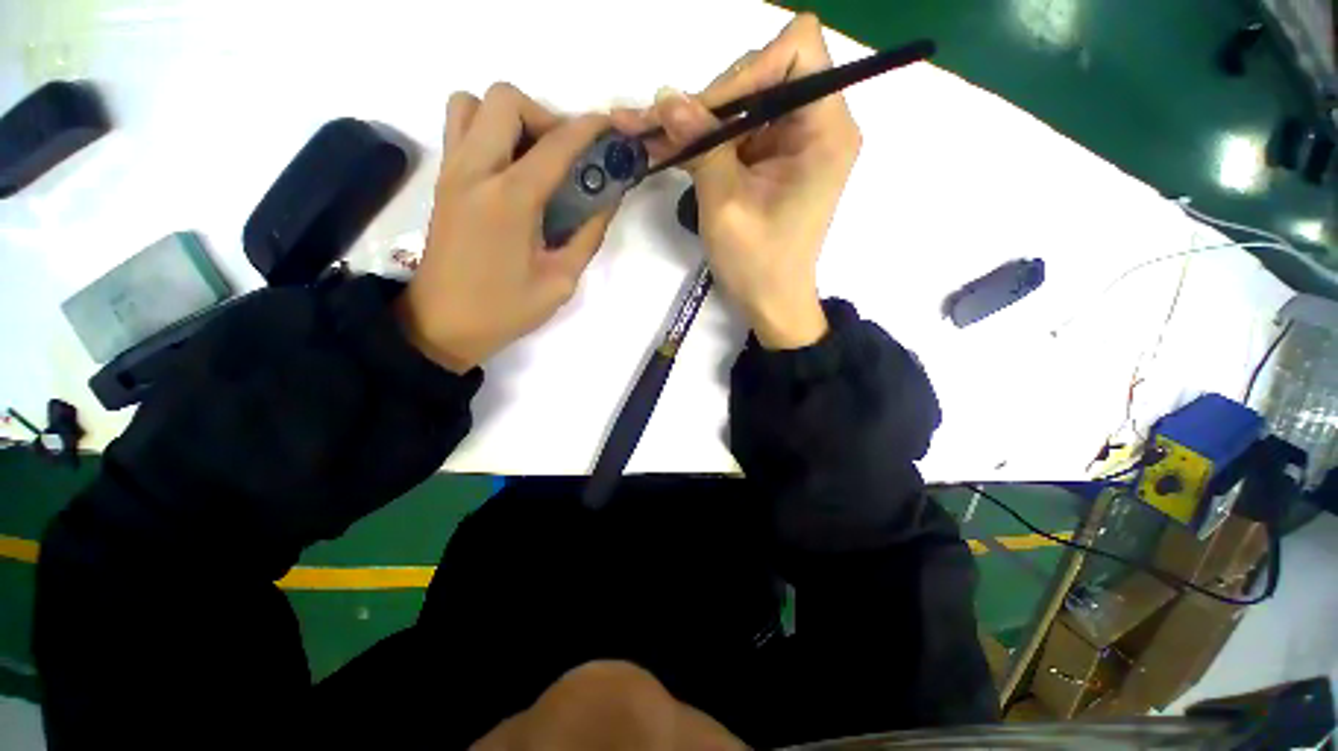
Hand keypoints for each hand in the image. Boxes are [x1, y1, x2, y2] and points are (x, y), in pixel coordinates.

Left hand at [397, 84, 614, 372]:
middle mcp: (475, 171)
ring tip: (532, 158)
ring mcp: (452, 172)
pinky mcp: (442, 181)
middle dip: (544, 117)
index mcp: (509, 199)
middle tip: (563, 156)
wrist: (442, 324)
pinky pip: (460, 129)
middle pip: (505, 100)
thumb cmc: (505, 309)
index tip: (609, 126)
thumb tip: (608, 200)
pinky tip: (510, 171)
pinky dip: (488, 131)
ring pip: (473, 104)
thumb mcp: (561, 281)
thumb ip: (588, 235)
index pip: (555, 145)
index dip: (588, 129)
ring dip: (509, 118)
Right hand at [612, 14, 860, 349]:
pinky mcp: (772, 160)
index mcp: (825, 131)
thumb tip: (666, 97)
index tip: (707, 112)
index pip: (796, 51)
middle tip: (662, 126)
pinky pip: (735, 133)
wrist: (771, 303)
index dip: (747, 70)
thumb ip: (701, 146)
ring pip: (741, 103)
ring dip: (697, 121)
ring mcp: (792, 142)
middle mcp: (817, 125)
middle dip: (711, 100)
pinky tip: (665, 148)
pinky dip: (702, 141)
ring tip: (649, 134)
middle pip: (762, 73)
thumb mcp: (725, 205)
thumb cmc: (758, 265)